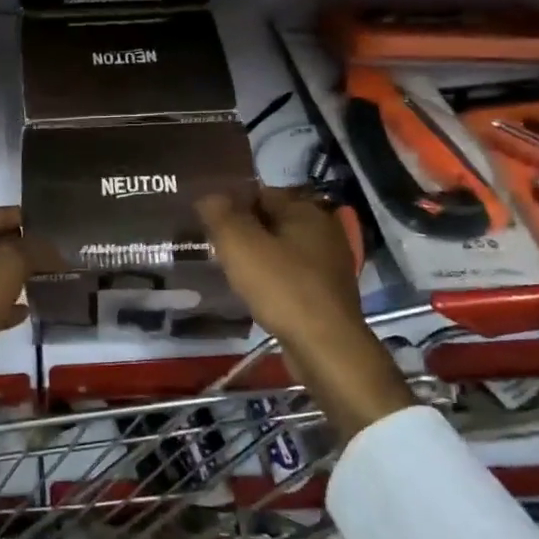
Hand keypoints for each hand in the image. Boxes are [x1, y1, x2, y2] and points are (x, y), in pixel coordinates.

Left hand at [0, 206, 36, 453]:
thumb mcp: (4, 267)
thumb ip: (31, 250)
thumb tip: (51, 248)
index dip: (10, 215)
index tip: (40, 221)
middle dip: (14, 247)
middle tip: (46, 251)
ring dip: (9, 277)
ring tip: (40, 279)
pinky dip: (0, 307)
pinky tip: (24, 312)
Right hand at [197, 188, 415, 436]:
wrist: (325, 346)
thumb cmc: (282, 287)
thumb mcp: (240, 245)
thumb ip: (221, 215)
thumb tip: (209, 195)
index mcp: (306, 210)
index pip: (260, 192)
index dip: (231, 204)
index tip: (208, 222)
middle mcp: (323, 229)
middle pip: (272, 220)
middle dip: (244, 230)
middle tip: (214, 247)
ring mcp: (330, 262)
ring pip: (281, 249)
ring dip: (257, 256)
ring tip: (229, 270)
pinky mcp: (328, 291)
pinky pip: (291, 274)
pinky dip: (272, 278)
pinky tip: (255, 292)